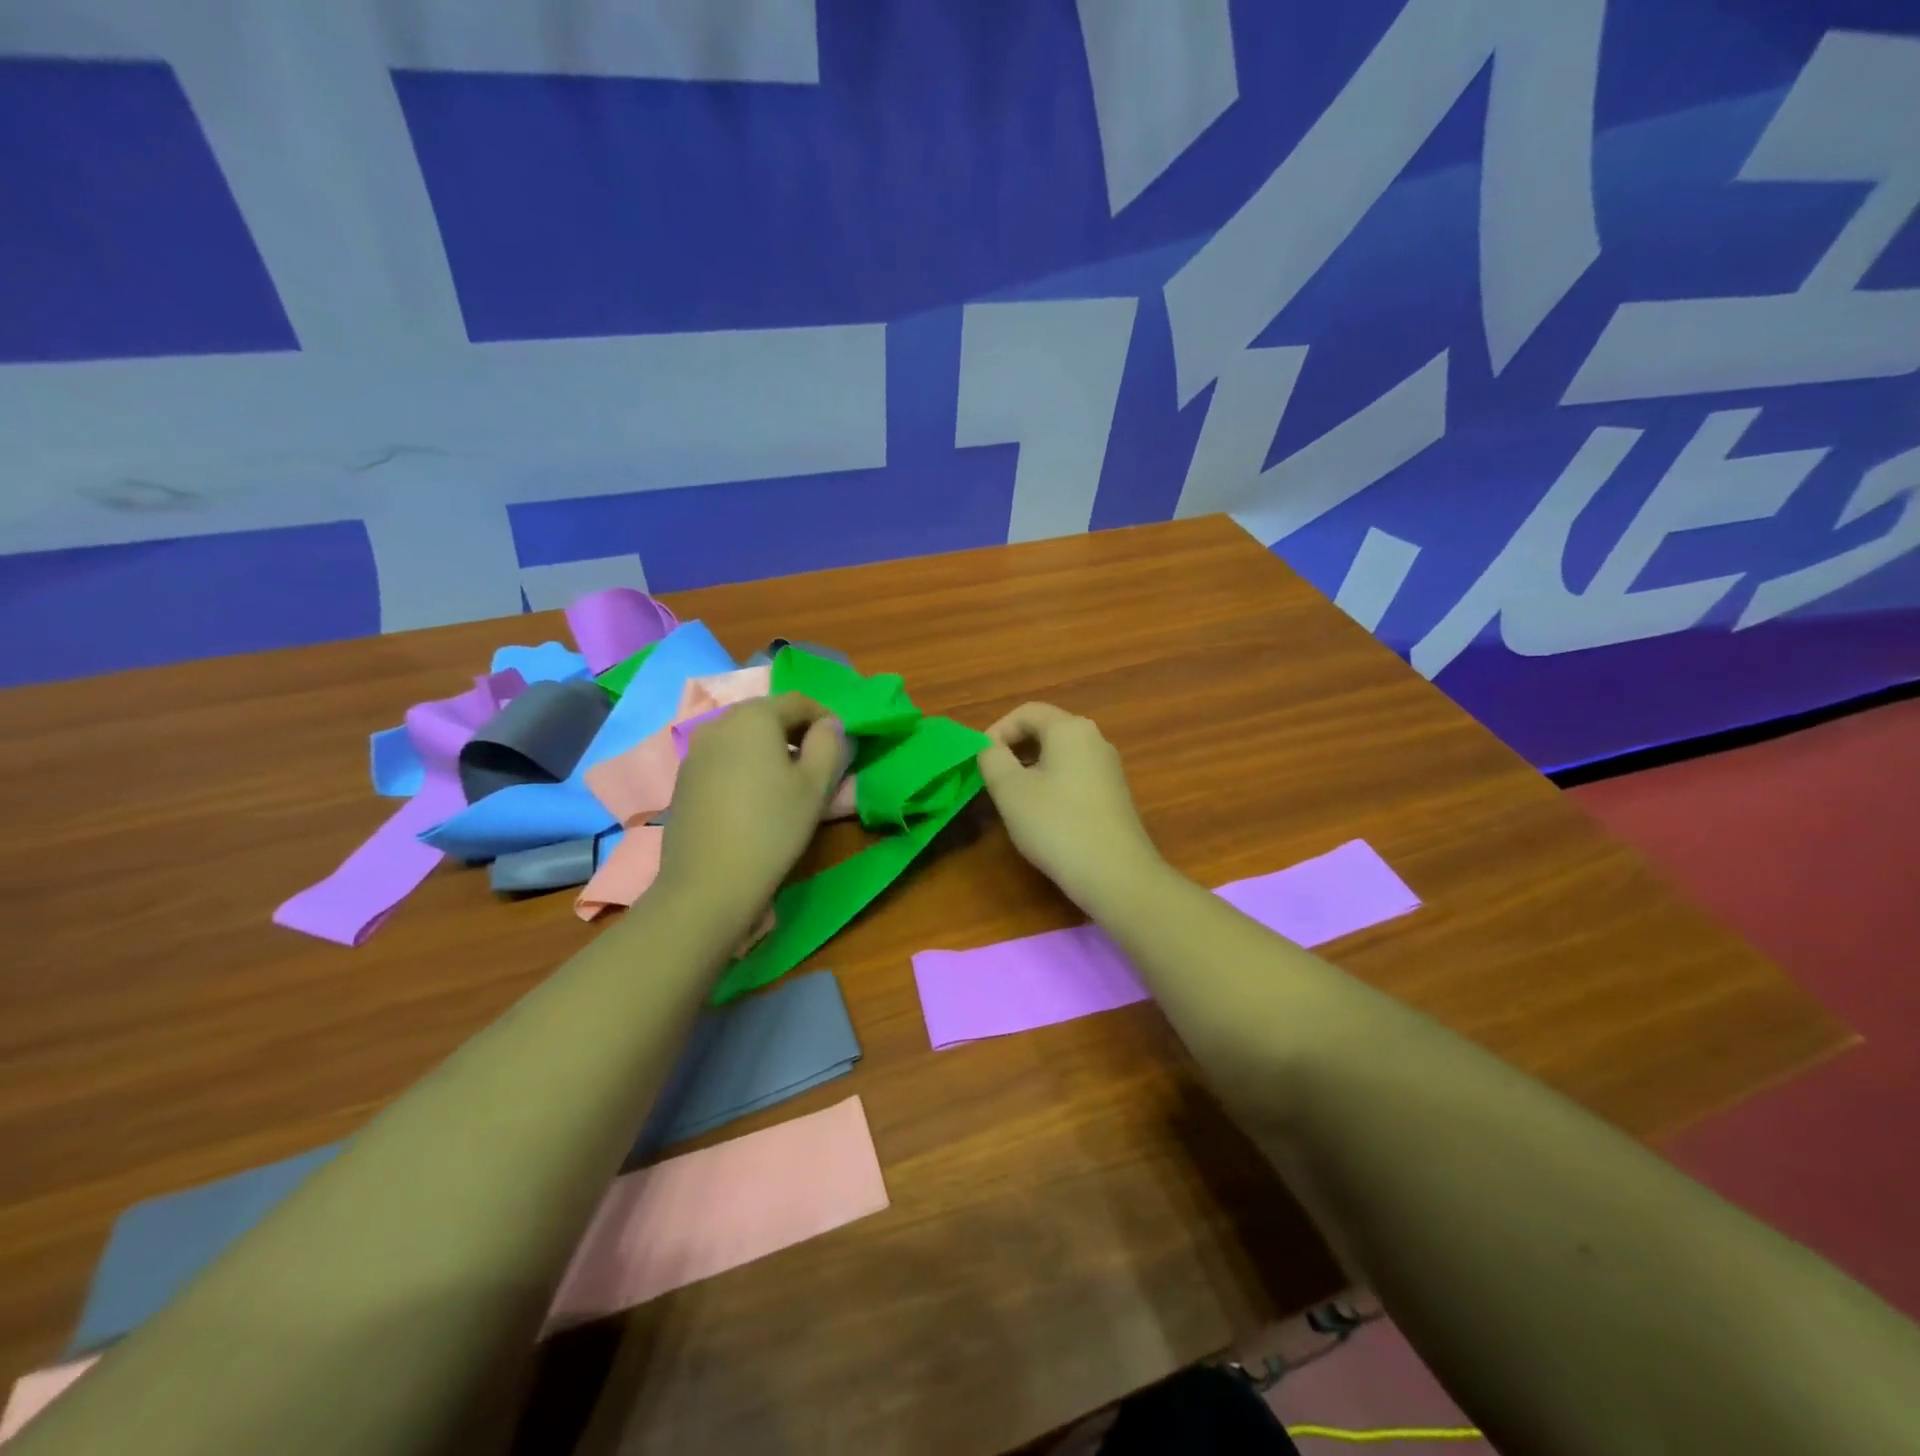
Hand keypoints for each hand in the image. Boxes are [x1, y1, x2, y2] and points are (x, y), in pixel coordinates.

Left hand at [657, 693, 848, 922]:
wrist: (708, 884)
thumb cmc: (772, 828)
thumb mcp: (816, 785)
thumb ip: (829, 744)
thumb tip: (829, 725)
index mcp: (753, 716)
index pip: (798, 701)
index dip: (825, 718)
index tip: (841, 744)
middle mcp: (718, 723)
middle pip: (767, 715)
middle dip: (796, 732)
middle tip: (818, 763)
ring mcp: (695, 752)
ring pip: (743, 737)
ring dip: (770, 749)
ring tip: (788, 783)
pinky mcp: (684, 780)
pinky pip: (724, 759)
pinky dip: (745, 766)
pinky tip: (755, 799)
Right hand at [976, 703, 1163, 912]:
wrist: (1115, 874)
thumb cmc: (1056, 825)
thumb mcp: (1010, 790)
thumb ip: (992, 759)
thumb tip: (990, 748)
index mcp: (1070, 729)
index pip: (1027, 712)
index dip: (997, 730)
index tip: (981, 760)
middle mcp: (1094, 739)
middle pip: (1046, 730)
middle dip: (1014, 749)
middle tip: (993, 779)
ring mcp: (1109, 767)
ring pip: (1061, 755)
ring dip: (1032, 768)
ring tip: (1013, 798)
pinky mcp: (1114, 794)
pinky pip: (1075, 775)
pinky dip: (1052, 784)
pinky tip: (1043, 815)